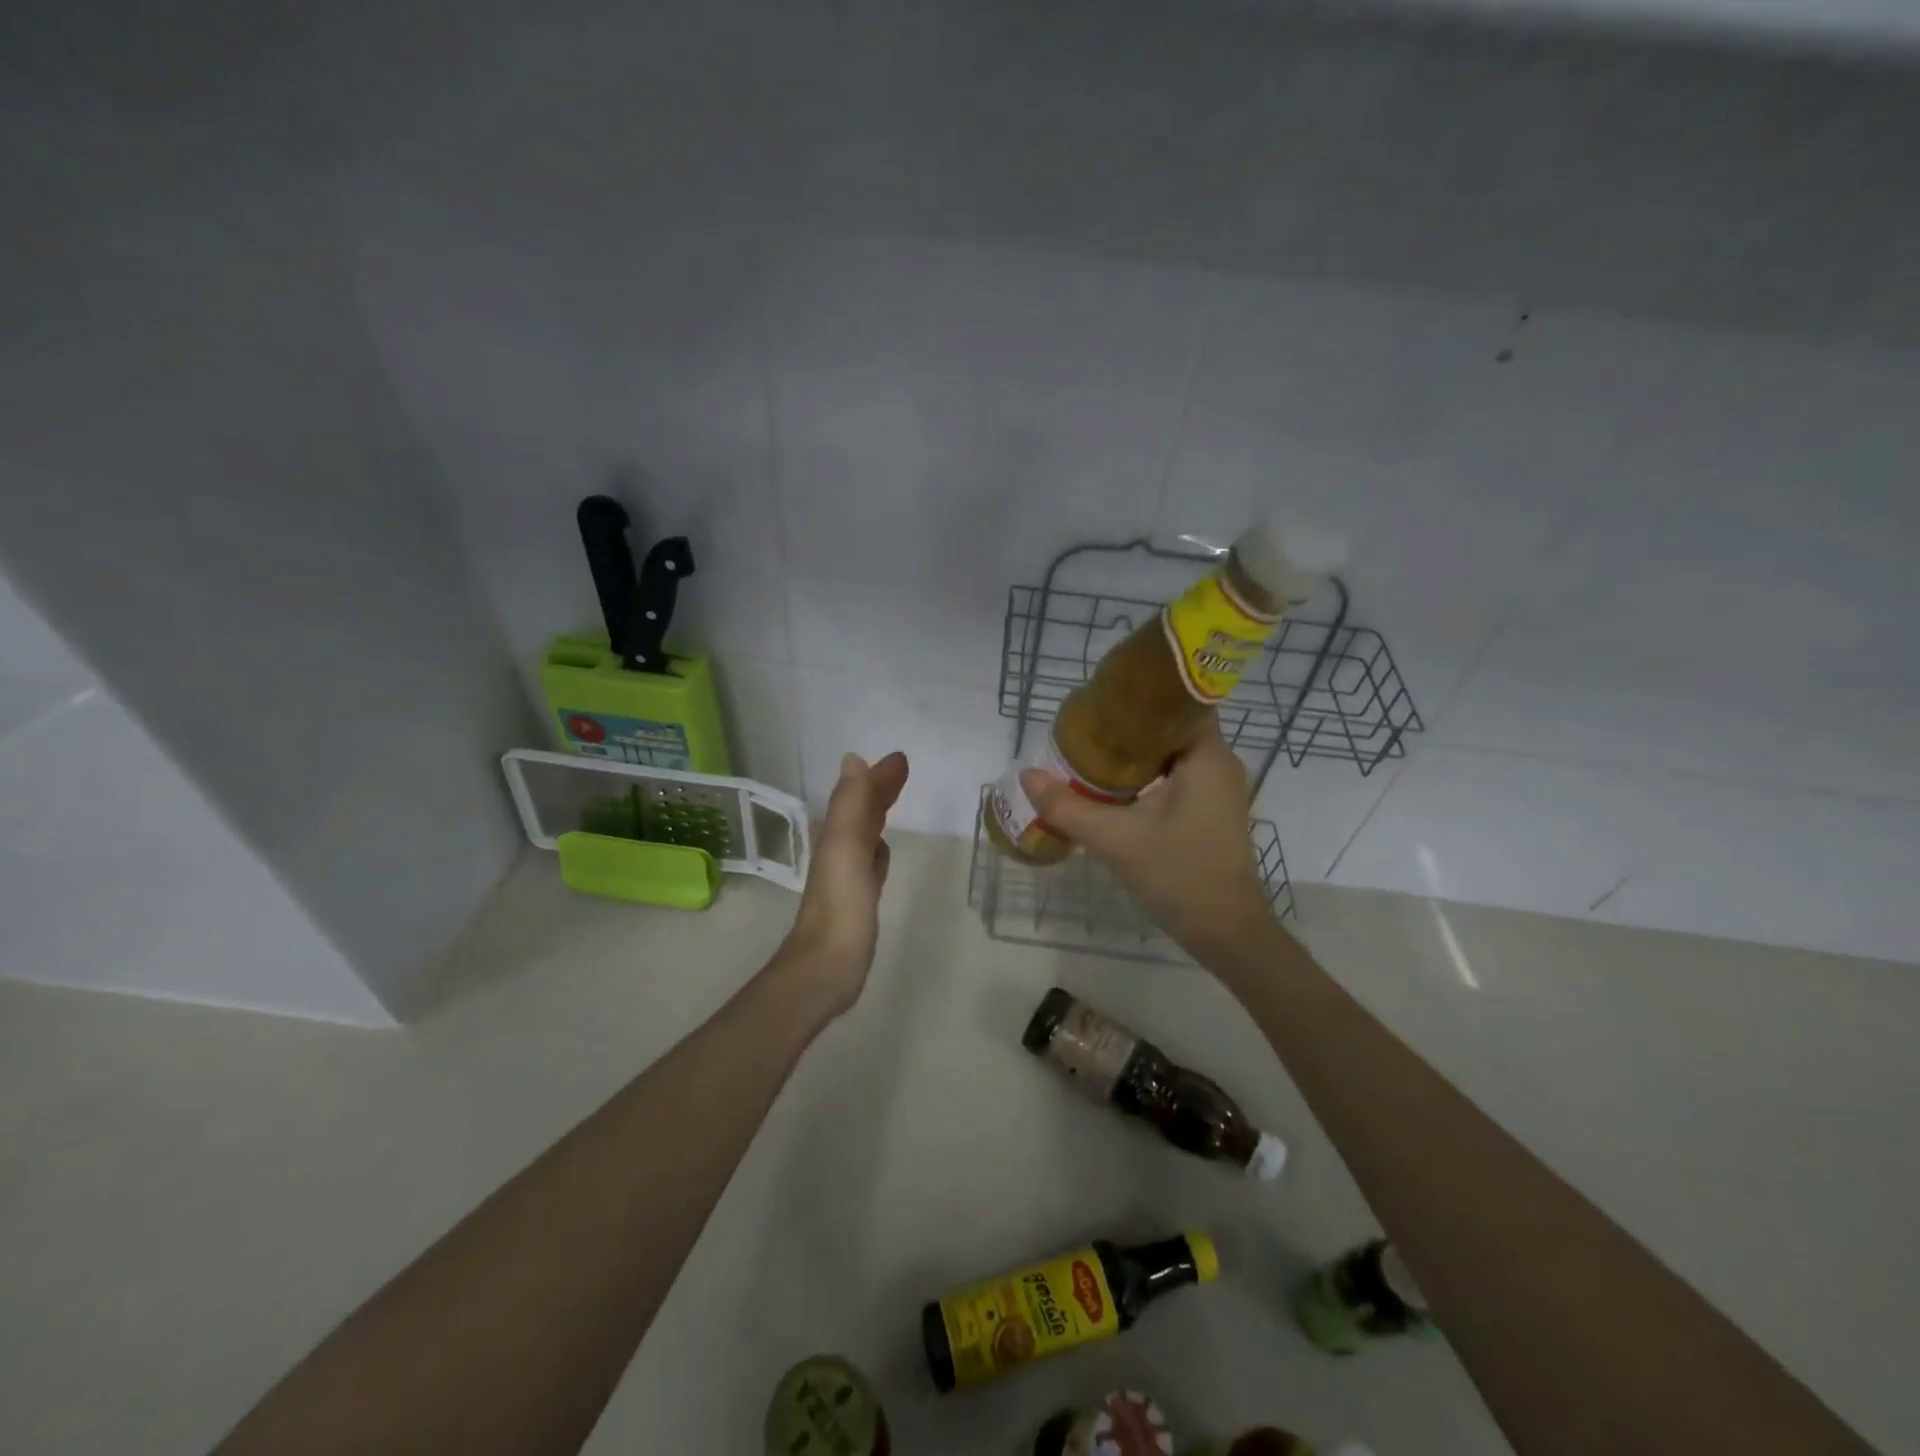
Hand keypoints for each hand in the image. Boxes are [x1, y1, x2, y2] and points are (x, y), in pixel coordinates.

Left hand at [779, 751, 909, 1014]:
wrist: (826, 968)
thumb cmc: (840, 906)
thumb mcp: (845, 847)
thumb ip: (851, 804)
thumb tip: (853, 758)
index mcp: (836, 836)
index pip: (859, 796)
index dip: (877, 777)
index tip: (901, 759)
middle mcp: (839, 851)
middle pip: (861, 812)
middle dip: (878, 790)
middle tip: (903, 771)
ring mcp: (848, 878)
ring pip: (866, 835)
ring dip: (878, 815)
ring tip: (894, 801)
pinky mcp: (858, 901)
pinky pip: (871, 863)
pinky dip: (879, 849)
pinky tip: (884, 853)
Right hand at [1021, 722, 1276, 960]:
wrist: (1226, 932)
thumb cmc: (1179, 875)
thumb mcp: (1116, 839)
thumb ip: (1068, 807)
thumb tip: (1027, 775)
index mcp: (1207, 757)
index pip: (1179, 702)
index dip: (1141, 695)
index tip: (1102, 698)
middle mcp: (1219, 764)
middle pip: (1171, 726)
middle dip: (1129, 725)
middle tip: (1086, 725)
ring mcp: (1218, 788)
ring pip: (1172, 753)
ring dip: (1136, 751)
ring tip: (1092, 749)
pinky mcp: (1211, 810)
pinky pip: (1176, 775)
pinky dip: (1146, 774)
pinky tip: (1113, 784)